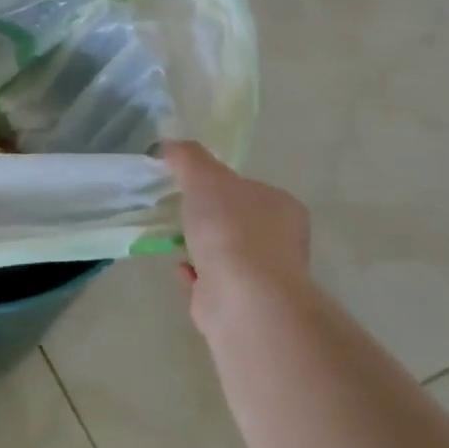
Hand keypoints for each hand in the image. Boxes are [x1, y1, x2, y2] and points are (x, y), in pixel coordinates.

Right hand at [165, 141, 310, 326]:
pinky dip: (194, 272)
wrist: (241, 298)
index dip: (217, 185)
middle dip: (205, 218)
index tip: (187, 186)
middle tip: (174, 211)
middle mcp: (279, 240)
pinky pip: (211, 279)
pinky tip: (178, 267)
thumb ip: (188, 158)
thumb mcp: (205, 178)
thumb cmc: (230, 231)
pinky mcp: (241, 301)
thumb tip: (170, 146)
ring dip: (197, 246)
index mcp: (281, 207)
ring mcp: (262, 275)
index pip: (247, 188)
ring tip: (168, 238)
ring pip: (223, 252)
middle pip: (235, 220)